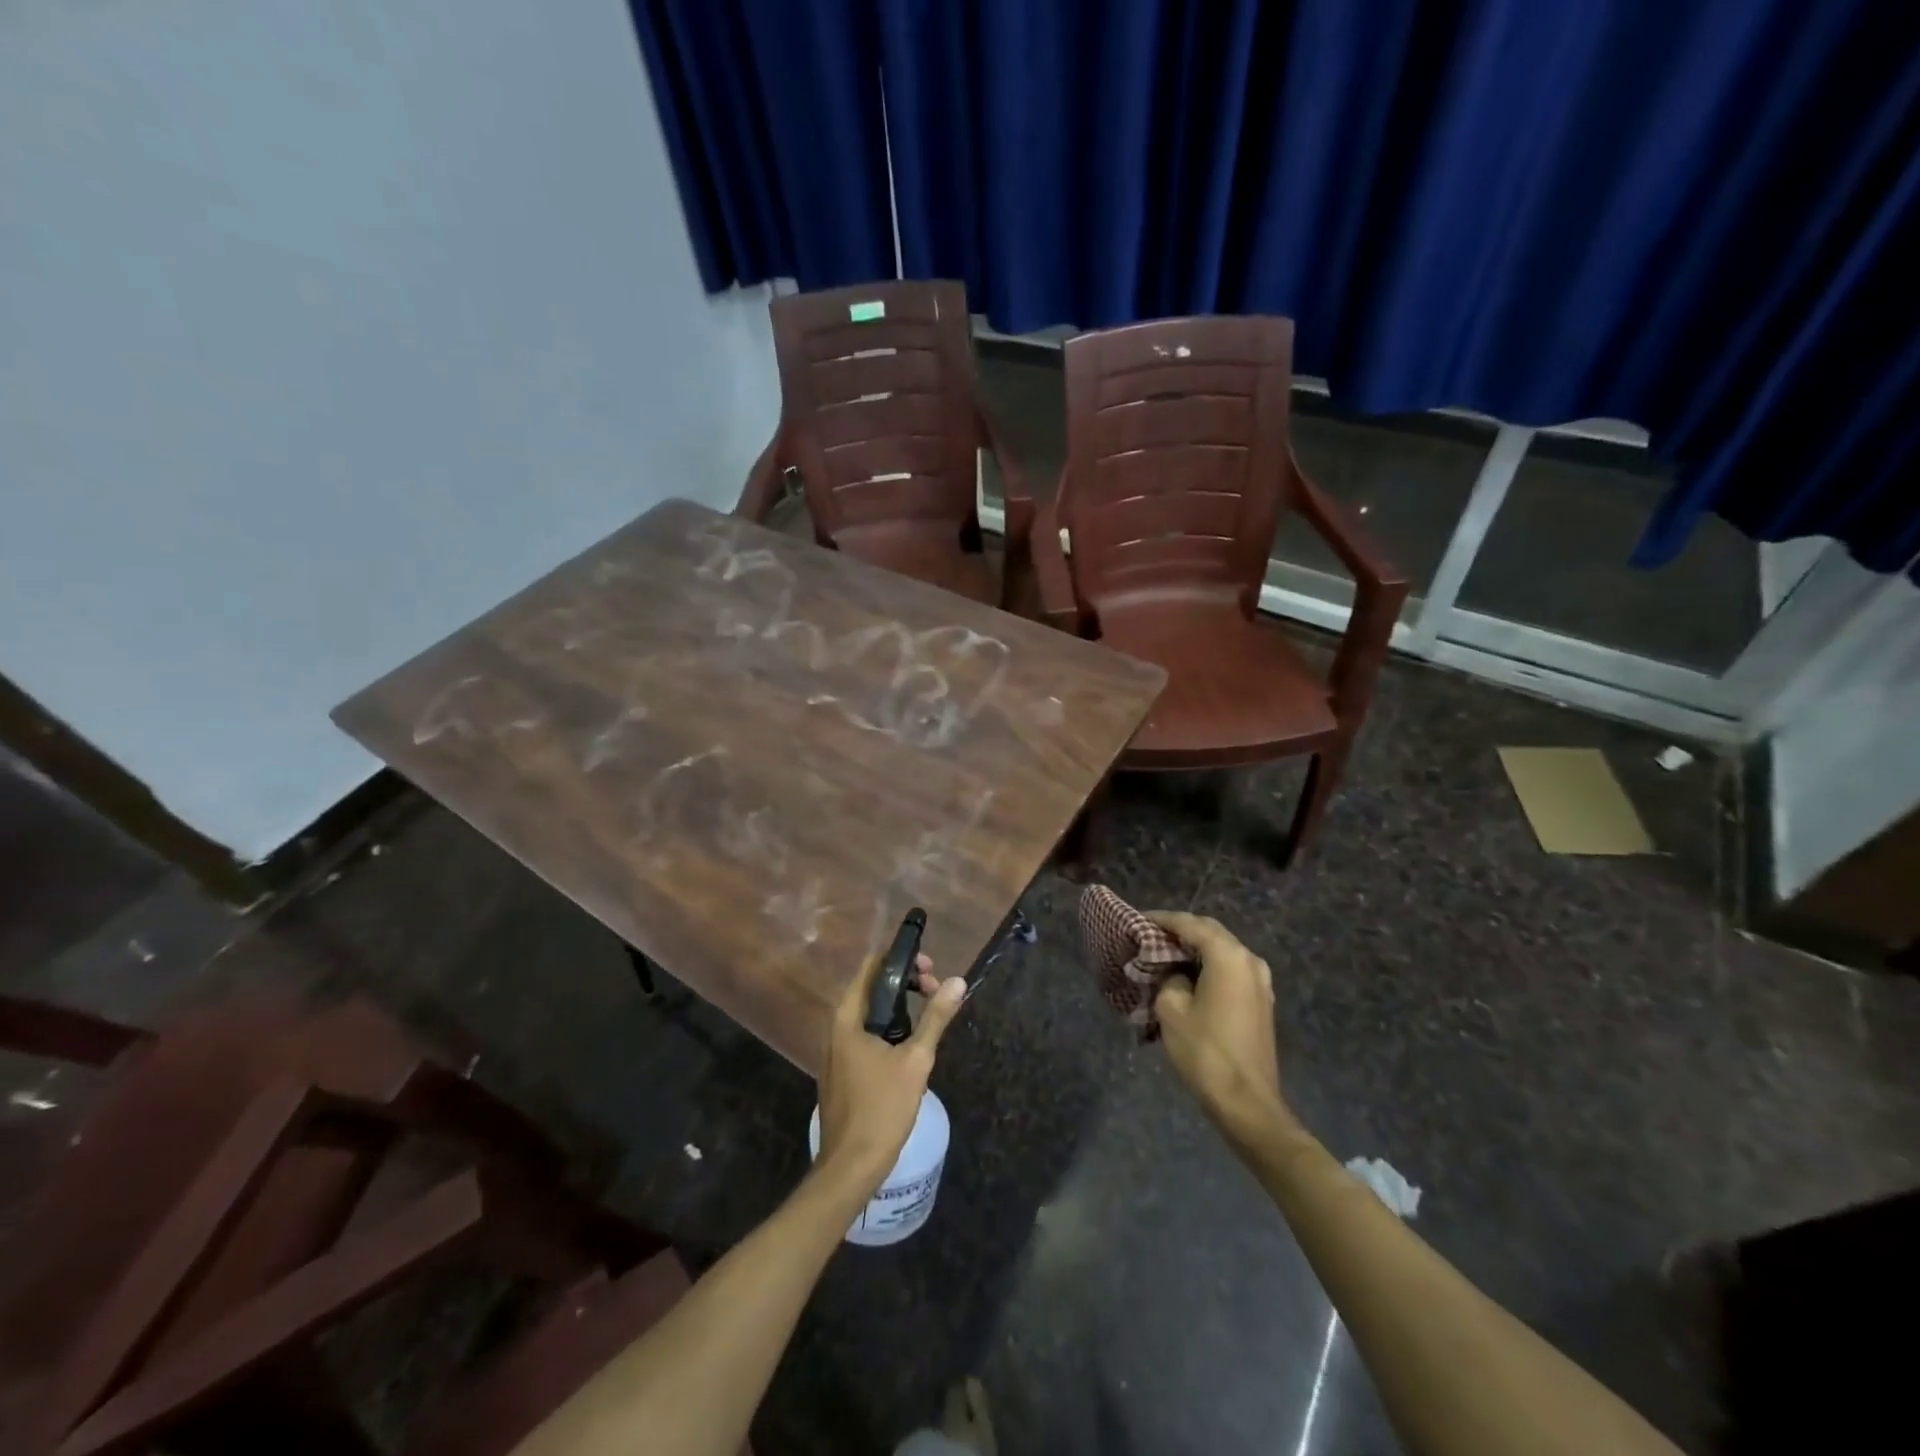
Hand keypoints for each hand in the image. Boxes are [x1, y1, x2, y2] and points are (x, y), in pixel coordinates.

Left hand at [815, 952, 966, 1196]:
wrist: (850, 1166)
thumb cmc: (882, 1108)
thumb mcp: (916, 1060)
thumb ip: (935, 1018)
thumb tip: (958, 981)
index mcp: (848, 1017)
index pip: (872, 967)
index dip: (902, 959)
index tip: (931, 969)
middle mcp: (837, 1027)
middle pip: (872, 988)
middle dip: (906, 983)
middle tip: (936, 992)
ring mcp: (837, 1050)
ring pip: (871, 1013)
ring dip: (900, 1007)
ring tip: (930, 1016)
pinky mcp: (843, 1070)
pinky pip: (867, 1035)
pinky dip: (889, 1028)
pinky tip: (911, 1046)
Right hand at [1147, 912, 1288, 1135]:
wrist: (1246, 1102)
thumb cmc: (1205, 1051)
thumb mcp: (1171, 1008)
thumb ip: (1168, 978)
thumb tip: (1172, 973)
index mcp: (1228, 956)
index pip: (1189, 924)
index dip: (1161, 920)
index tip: (1137, 921)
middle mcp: (1249, 960)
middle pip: (1209, 932)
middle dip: (1179, 931)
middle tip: (1148, 937)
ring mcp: (1260, 981)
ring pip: (1221, 950)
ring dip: (1194, 950)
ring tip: (1164, 956)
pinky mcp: (1260, 1001)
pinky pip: (1230, 970)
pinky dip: (1208, 966)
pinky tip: (1187, 978)